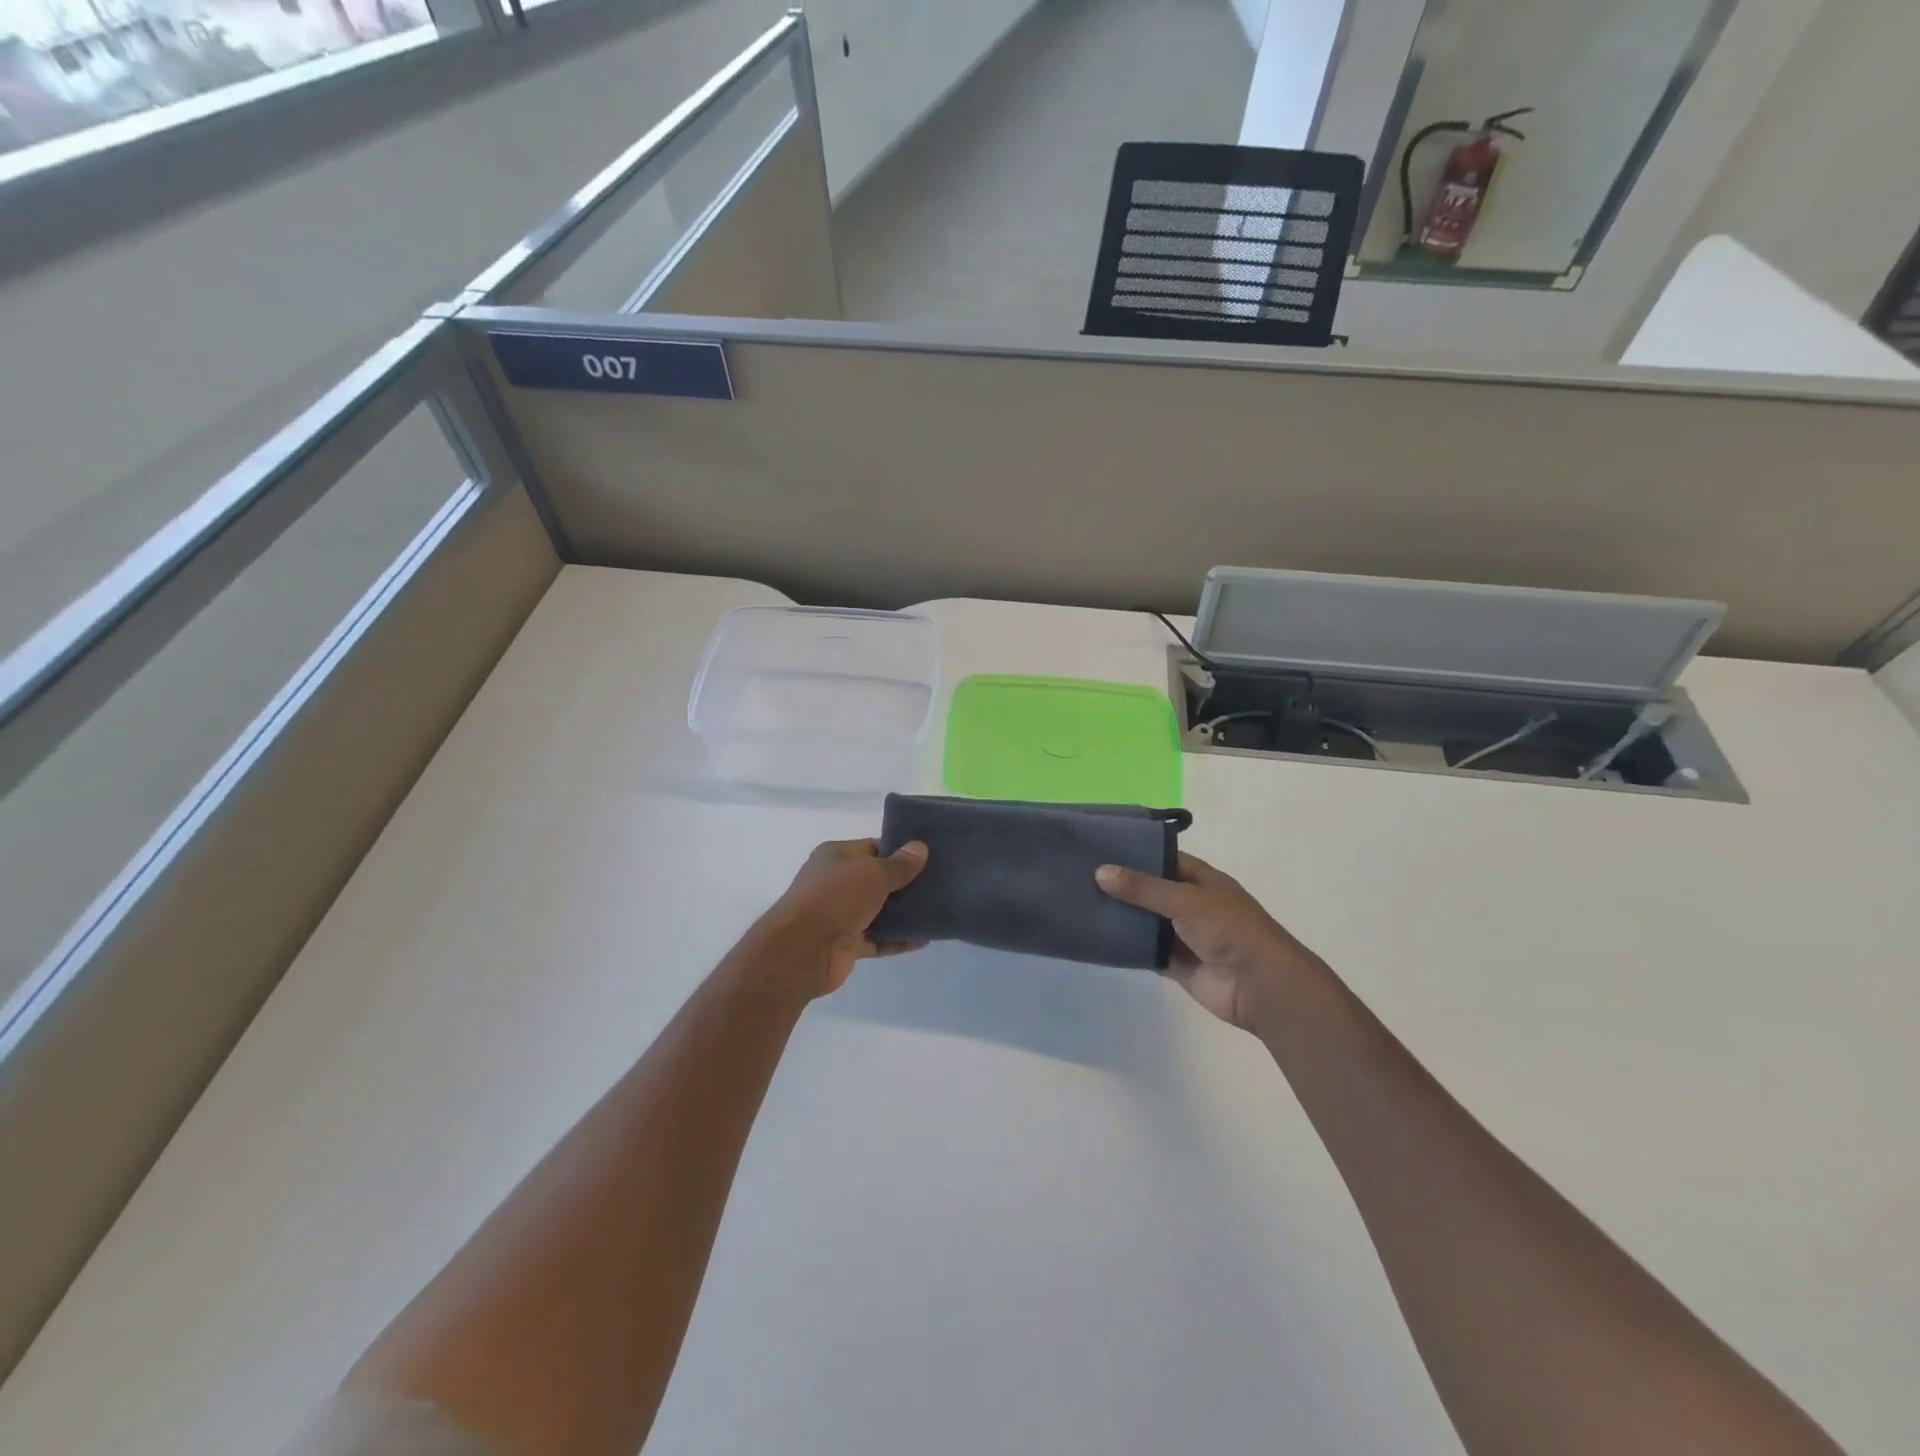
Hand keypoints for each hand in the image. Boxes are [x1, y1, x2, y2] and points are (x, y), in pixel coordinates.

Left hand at [760, 839, 928, 995]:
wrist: (804, 949)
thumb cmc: (836, 897)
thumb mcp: (873, 873)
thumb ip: (899, 865)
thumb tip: (921, 848)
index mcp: (836, 856)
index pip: (873, 848)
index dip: (899, 851)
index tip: (928, 857)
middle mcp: (836, 883)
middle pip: (877, 880)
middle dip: (905, 883)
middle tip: (939, 883)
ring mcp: (840, 915)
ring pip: (879, 911)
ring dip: (903, 913)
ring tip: (936, 910)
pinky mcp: (847, 944)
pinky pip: (878, 939)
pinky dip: (898, 939)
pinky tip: (924, 938)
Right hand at [1096, 852, 1322, 1030]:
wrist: (1259, 985)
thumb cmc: (1229, 929)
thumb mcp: (1185, 899)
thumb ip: (1143, 888)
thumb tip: (1100, 872)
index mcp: (1202, 880)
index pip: (1165, 859)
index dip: (1137, 853)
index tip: (1102, 848)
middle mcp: (1192, 904)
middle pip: (1152, 891)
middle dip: (1123, 886)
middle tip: (1081, 875)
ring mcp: (1184, 935)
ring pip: (1146, 922)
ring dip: (1122, 916)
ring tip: (1081, 903)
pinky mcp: (1177, 964)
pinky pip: (1147, 951)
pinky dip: (1127, 946)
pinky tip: (1098, 937)